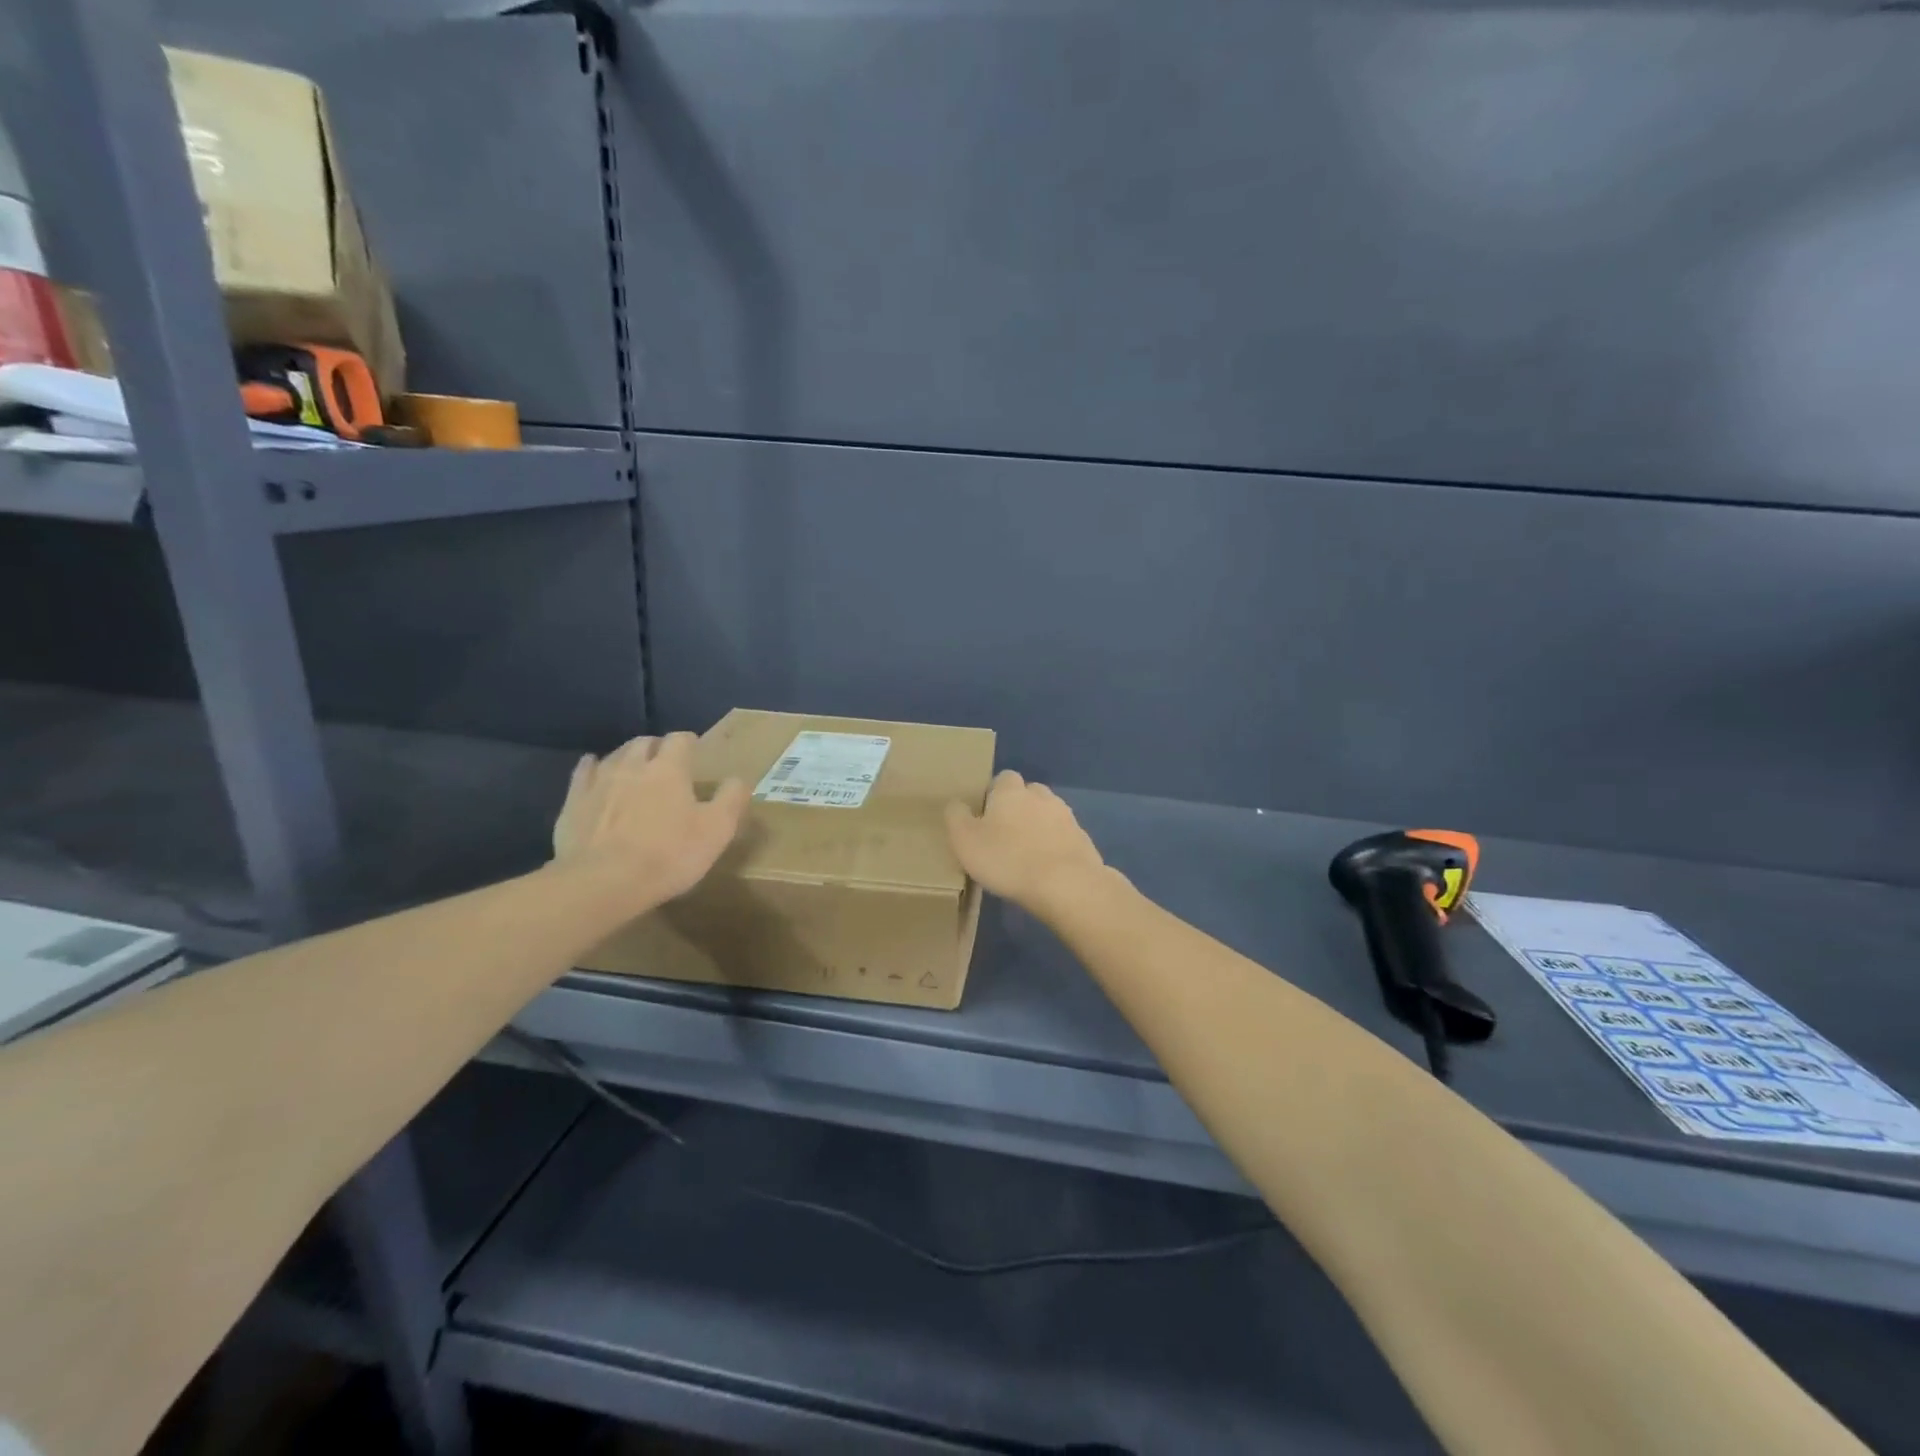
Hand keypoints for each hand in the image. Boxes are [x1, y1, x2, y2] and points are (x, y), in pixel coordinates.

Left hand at [551, 733, 749, 903]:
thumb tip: (738, 778)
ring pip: (615, 755)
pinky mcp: (574, 801)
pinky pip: (584, 772)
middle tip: (667, 762)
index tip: (696, 751)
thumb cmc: (668, 855)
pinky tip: (594, 771)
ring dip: (628, 757)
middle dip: (657, 747)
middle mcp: (633, 765)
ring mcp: (599, 781)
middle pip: (645, 742)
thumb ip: (731, 799)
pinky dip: (593, 767)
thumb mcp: (717, 830)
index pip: (680, 740)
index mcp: (670, 768)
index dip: (689, 742)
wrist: (602, 882)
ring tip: (636, 768)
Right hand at [945, 769, 1105, 914]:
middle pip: (1028, 793)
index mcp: (1011, 791)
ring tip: (1027, 854)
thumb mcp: (965, 841)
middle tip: (1005, 835)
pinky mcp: (1083, 840)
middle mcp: (1041, 796)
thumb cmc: (1007, 859)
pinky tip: (1047, 868)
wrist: (1066, 884)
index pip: (1003, 778)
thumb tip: (956, 804)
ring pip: (1048, 814)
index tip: (985, 817)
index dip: (993, 795)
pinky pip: (1064, 837)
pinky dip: (1055, 847)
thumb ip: (956, 817)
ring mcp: (1066, 817)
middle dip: (1019, 808)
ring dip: (1039, 827)